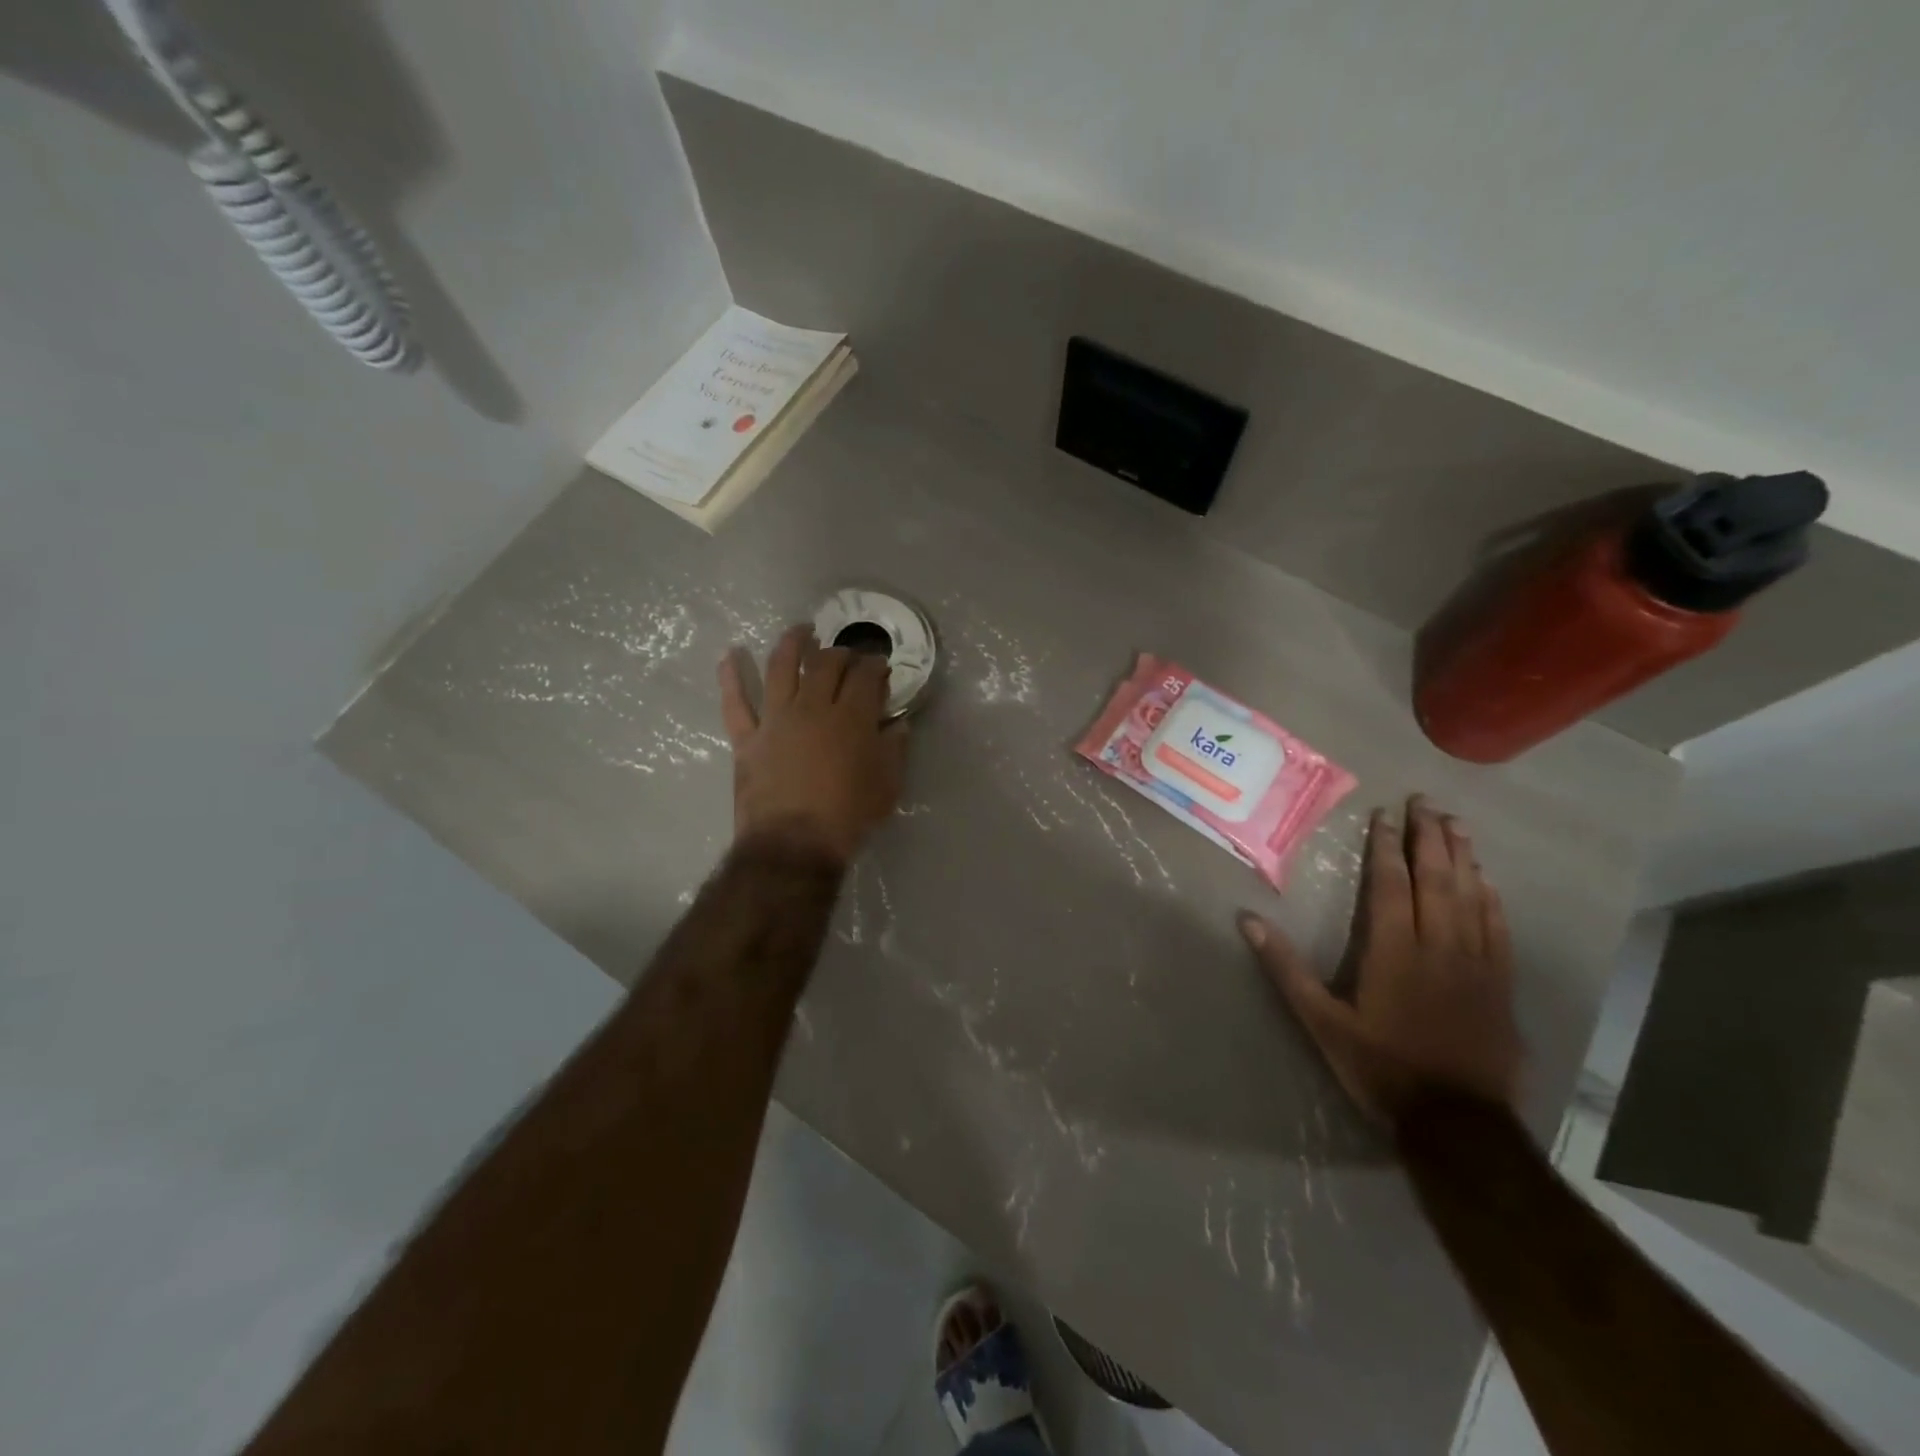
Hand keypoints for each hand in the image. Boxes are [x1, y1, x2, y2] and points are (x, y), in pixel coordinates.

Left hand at [718, 625, 908, 866]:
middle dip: (840, 651)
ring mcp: (776, 719)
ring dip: (792, 644)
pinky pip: (735, 703)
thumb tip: (898, 724)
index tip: (879, 665)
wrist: (794, 844)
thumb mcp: (887, 785)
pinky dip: (730, 677)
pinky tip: (729, 655)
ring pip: (781, 668)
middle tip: (846, 654)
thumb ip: (894, 749)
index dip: (874, 665)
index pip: (865, 676)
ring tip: (800, 632)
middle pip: (825, 663)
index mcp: (851, 716)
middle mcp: (812, 706)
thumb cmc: (848, 816)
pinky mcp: (748, 738)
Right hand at [1239, 795, 1523, 1124]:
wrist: (1457, 1123)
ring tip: (1456, 823)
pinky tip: (1487, 879)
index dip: (1386, 846)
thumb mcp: (1321, 1022)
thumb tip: (1248, 920)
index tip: (1384, 814)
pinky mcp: (1499, 983)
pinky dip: (1492, 897)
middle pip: (1437, 879)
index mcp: (1394, 951)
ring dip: (1463, 856)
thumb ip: (1286, 969)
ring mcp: (1476, 963)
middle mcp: (1438, 946)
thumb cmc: (1381, 1068)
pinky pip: (1498, 928)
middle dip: (1429, 837)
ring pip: (1472, 896)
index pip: (1390, 884)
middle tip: (1425, 802)